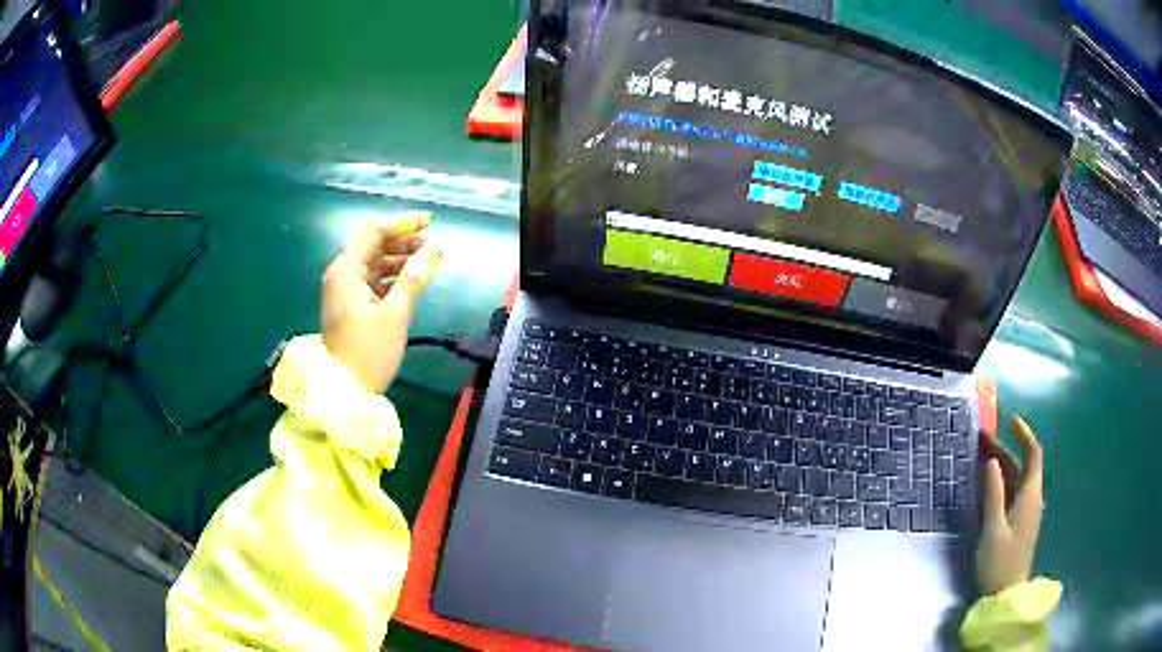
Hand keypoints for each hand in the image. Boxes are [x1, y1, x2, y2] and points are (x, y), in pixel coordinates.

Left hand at [321, 211, 441, 392]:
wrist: (345, 392)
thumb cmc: (369, 352)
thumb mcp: (395, 314)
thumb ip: (413, 278)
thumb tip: (433, 250)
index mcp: (346, 270)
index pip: (373, 231)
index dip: (402, 223)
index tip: (430, 223)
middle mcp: (341, 274)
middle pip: (372, 244)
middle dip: (403, 241)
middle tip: (432, 248)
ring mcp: (343, 290)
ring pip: (373, 262)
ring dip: (398, 258)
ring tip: (426, 264)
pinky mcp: (349, 305)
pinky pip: (371, 279)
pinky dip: (391, 276)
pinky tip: (410, 281)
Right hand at [976, 415, 1044, 595]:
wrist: (1005, 596)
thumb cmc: (1000, 562)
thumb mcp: (993, 528)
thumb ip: (993, 494)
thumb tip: (990, 461)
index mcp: (1030, 495)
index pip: (1033, 454)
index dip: (1024, 435)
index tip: (1010, 421)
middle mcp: (1031, 498)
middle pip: (1022, 466)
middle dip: (1004, 450)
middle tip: (981, 440)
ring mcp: (1026, 512)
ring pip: (1016, 480)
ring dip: (1001, 466)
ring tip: (981, 458)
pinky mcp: (1019, 524)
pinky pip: (1012, 493)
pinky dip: (1001, 482)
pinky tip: (987, 485)